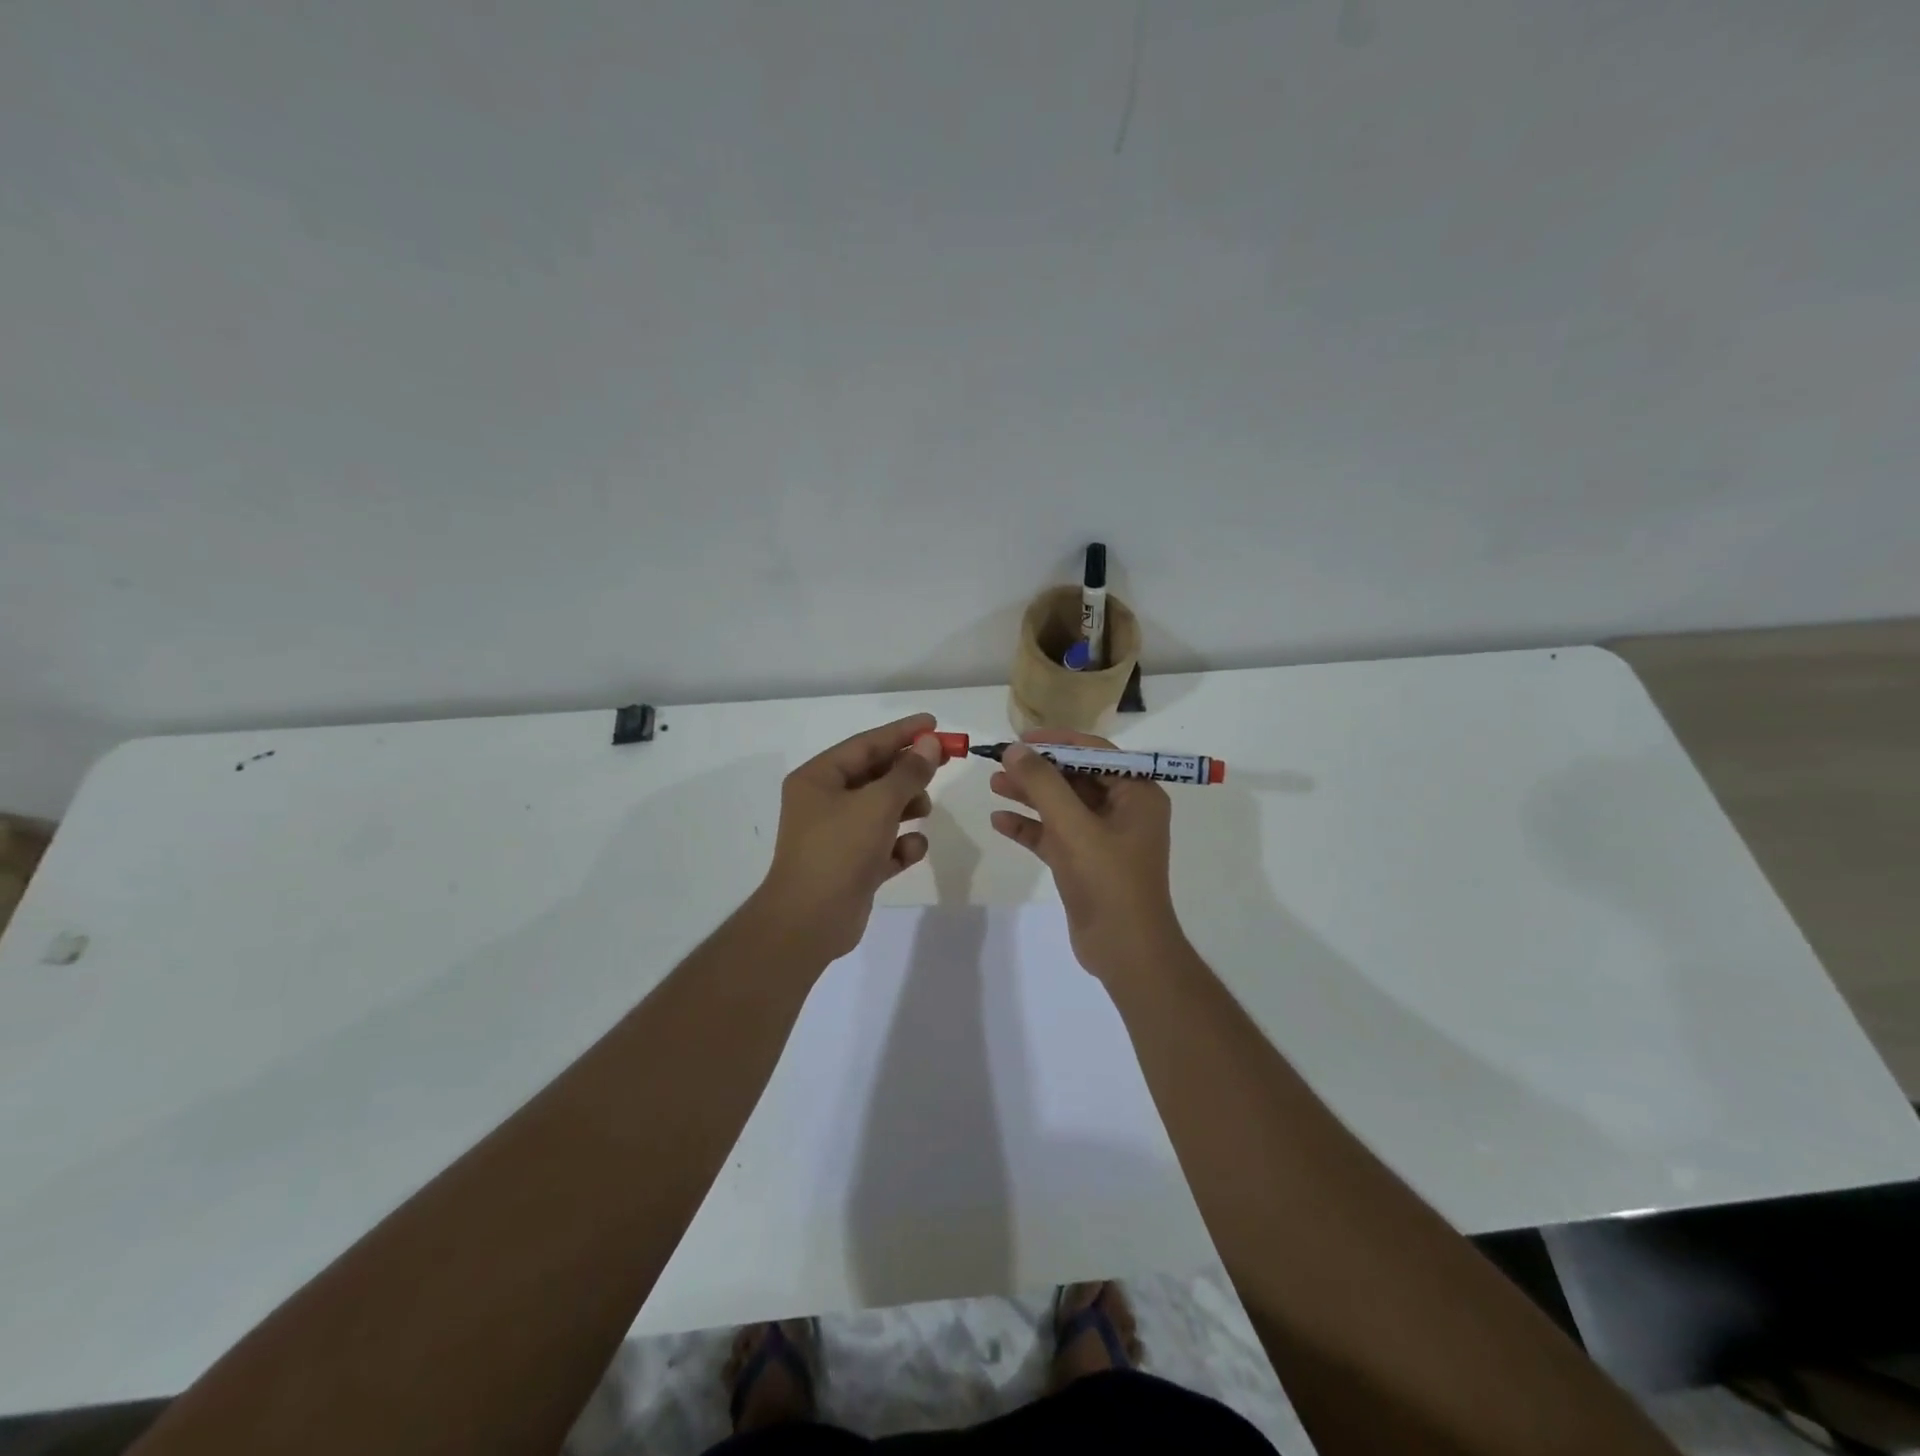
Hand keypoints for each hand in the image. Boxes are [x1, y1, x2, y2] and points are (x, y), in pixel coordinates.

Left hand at [751, 712, 946, 962]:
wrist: (810, 921)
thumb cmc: (839, 850)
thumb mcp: (878, 804)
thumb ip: (908, 772)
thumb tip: (931, 744)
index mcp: (818, 779)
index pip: (866, 744)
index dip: (902, 732)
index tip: (934, 723)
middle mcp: (824, 802)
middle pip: (875, 775)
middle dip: (908, 772)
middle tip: (943, 763)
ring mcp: (837, 836)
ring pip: (881, 810)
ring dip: (907, 807)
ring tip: (924, 811)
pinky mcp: (852, 866)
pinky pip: (883, 845)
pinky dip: (900, 845)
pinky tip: (911, 851)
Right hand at [989, 729, 1184, 980]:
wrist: (1125, 950)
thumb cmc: (1108, 880)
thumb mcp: (1074, 826)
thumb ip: (1043, 784)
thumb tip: (1015, 749)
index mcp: (1137, 793)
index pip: (1094, 752)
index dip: (1056, 741)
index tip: (1020, 739)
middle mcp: (1124, 810)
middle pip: (1075, 777)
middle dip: (1038, 770)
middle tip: (1000, 763)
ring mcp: (1103, 837)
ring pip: (1062, 806)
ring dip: (1029, 796)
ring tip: (993, 785)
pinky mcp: (1084, 861)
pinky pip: (1054, 834)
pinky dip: (1030, 827)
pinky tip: (1000, 821)